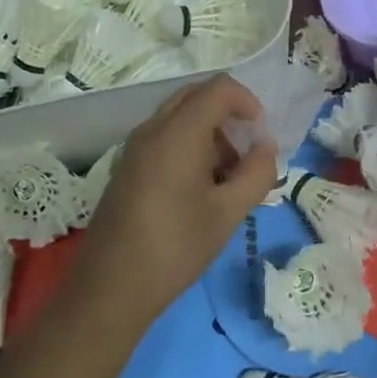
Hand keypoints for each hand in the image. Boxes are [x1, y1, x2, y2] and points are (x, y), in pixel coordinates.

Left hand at [76, 75, 278, 320]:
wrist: (110, 288)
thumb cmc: (175, 247)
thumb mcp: (228, 213)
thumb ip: (257, 173)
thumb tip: (266, 148)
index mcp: (178, 133)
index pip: (219, 88)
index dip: (248, 102)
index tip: (261, 136)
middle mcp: (153, 129)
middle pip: (196, 96)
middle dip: (228, 116)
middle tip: (246, 154)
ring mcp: (135, 147)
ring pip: (180, 117)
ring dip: (210, 133)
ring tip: (227, 179)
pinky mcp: (127, 167)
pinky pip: (165, 137)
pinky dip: (189, 146)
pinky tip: (199, 190)